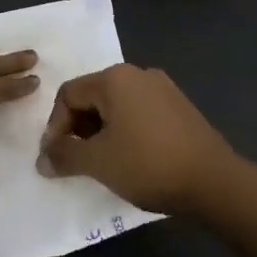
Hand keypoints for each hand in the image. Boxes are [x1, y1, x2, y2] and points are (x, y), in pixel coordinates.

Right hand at [35, 64, 240, 215]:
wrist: (214, 181)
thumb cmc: (148, 164)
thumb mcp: (98, 162)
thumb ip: (64, 156)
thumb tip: (42, 160)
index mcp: (115, 78)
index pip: (68, 94)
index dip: (55, 126)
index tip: (56, 158)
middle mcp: (139, 74)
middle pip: (92, 96)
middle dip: (78, 129)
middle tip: (77, 161)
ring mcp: (164, 89)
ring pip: (117, 106)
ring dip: (101, 132)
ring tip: (103, 163)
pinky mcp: (180, 107)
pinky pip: (139, 113)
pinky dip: (125, 132)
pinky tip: (131, 159)